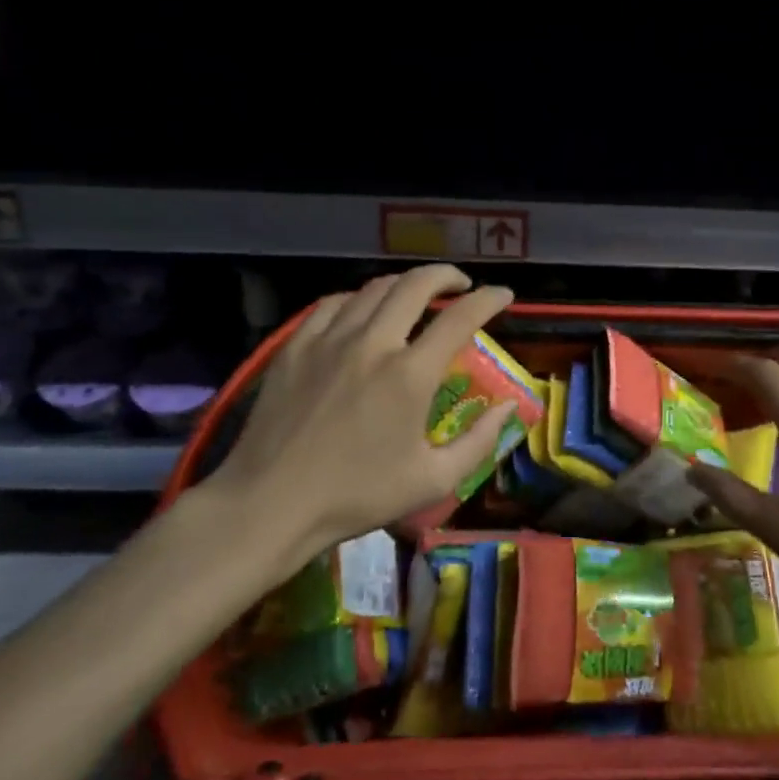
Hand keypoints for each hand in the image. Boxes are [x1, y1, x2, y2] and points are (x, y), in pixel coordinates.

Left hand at [197, 265, 516, 570]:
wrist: (269, 504)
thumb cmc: (356, 496)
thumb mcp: (433, 480)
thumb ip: (480, 441)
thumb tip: (509, 406)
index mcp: (410, 375)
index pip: (461, 317)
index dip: (489, 299)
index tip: (504, 294)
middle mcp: (372, 343)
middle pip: (416, 285)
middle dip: (447, 275)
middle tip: (461, 284)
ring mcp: (329, 340)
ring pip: (374, 288)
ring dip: (405, 285)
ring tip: (417, 295)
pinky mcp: (295, 346)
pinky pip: (333, 303)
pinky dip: (359, 299)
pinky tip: (363, 311)